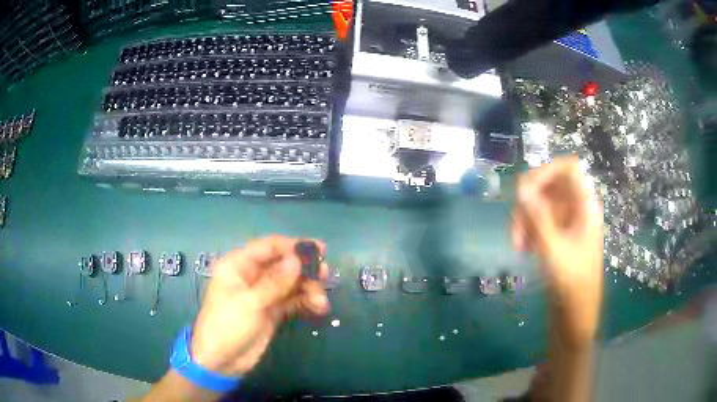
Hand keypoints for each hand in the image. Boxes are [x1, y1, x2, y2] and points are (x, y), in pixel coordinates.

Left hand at [191, 236, 330, 375]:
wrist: (222, 361)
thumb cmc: (227, 325)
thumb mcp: (249, 303)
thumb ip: (275, 282)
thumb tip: (297, 260)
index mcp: (238, 265)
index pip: (269, 247)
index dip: (293, 246)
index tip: (319, 249)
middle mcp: (252, 275)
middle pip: (283, 264)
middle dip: (304, 269)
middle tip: (325, 275)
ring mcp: (263, 294)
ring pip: (291, 283)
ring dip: (308, 289)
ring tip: (321, 302)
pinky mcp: (272, 311)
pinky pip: (292, 300)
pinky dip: (306, 302)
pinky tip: (319, 309)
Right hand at [512, 156, 603, 346]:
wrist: (575, 315)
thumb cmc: (571, 283)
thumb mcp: (553, 250)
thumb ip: (537, 217)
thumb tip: (520, 187)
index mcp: (585, 206)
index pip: (568, 168)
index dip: (546, 171)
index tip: (524, 190)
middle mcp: (578, 208)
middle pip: (550, 185)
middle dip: (529, 202)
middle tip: (515, 228)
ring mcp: (568, 222)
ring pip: (542, 203)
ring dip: (525, 219)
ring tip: (518, 245)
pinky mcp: (559, 236)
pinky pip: (540, 220)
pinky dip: (529, 230)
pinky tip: (523, 249)